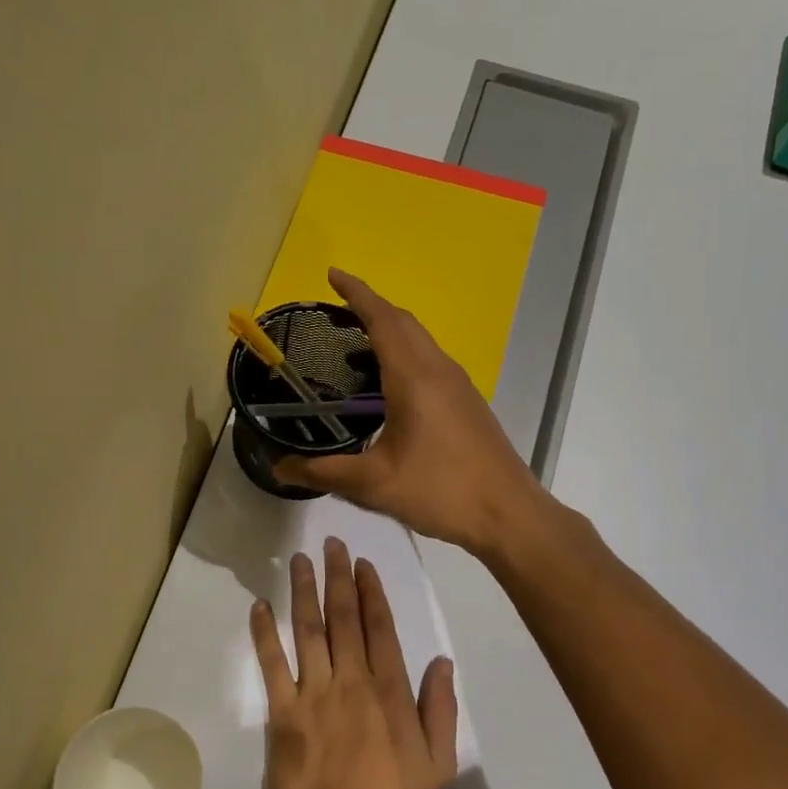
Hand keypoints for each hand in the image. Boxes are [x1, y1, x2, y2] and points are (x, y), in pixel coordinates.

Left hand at [250, 538, 458, 788]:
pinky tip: (259, 605)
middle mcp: (350, 680)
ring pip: (309, 630)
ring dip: (304, 591)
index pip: (380, 628)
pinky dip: (264, 633)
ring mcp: (313, 693)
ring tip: (300, 559)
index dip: (371, 592)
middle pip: (343, 618)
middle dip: (338, 577)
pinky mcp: (282, 711)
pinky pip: (272, 664)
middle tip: (332, 543)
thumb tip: (442, 660)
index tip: (364, 564)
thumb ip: (440, 709)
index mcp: (388, 690)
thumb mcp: (437, 764)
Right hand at [274, 269, 547, 556]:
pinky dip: (405, 354)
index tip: (333, 275)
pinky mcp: (468, 402)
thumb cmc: (441, 492)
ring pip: (421, 341)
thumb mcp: (374, 485)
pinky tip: (390, 387)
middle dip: (371, 307)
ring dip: (390, 331)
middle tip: (337, 310)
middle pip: (403, 322)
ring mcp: (459, 385)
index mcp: (414, 377)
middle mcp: (439, 370)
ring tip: (356, 347)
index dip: (356, 293)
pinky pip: (431, 361)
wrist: (508, 513)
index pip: (382, 319)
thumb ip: (324, 472)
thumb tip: (279, 469)